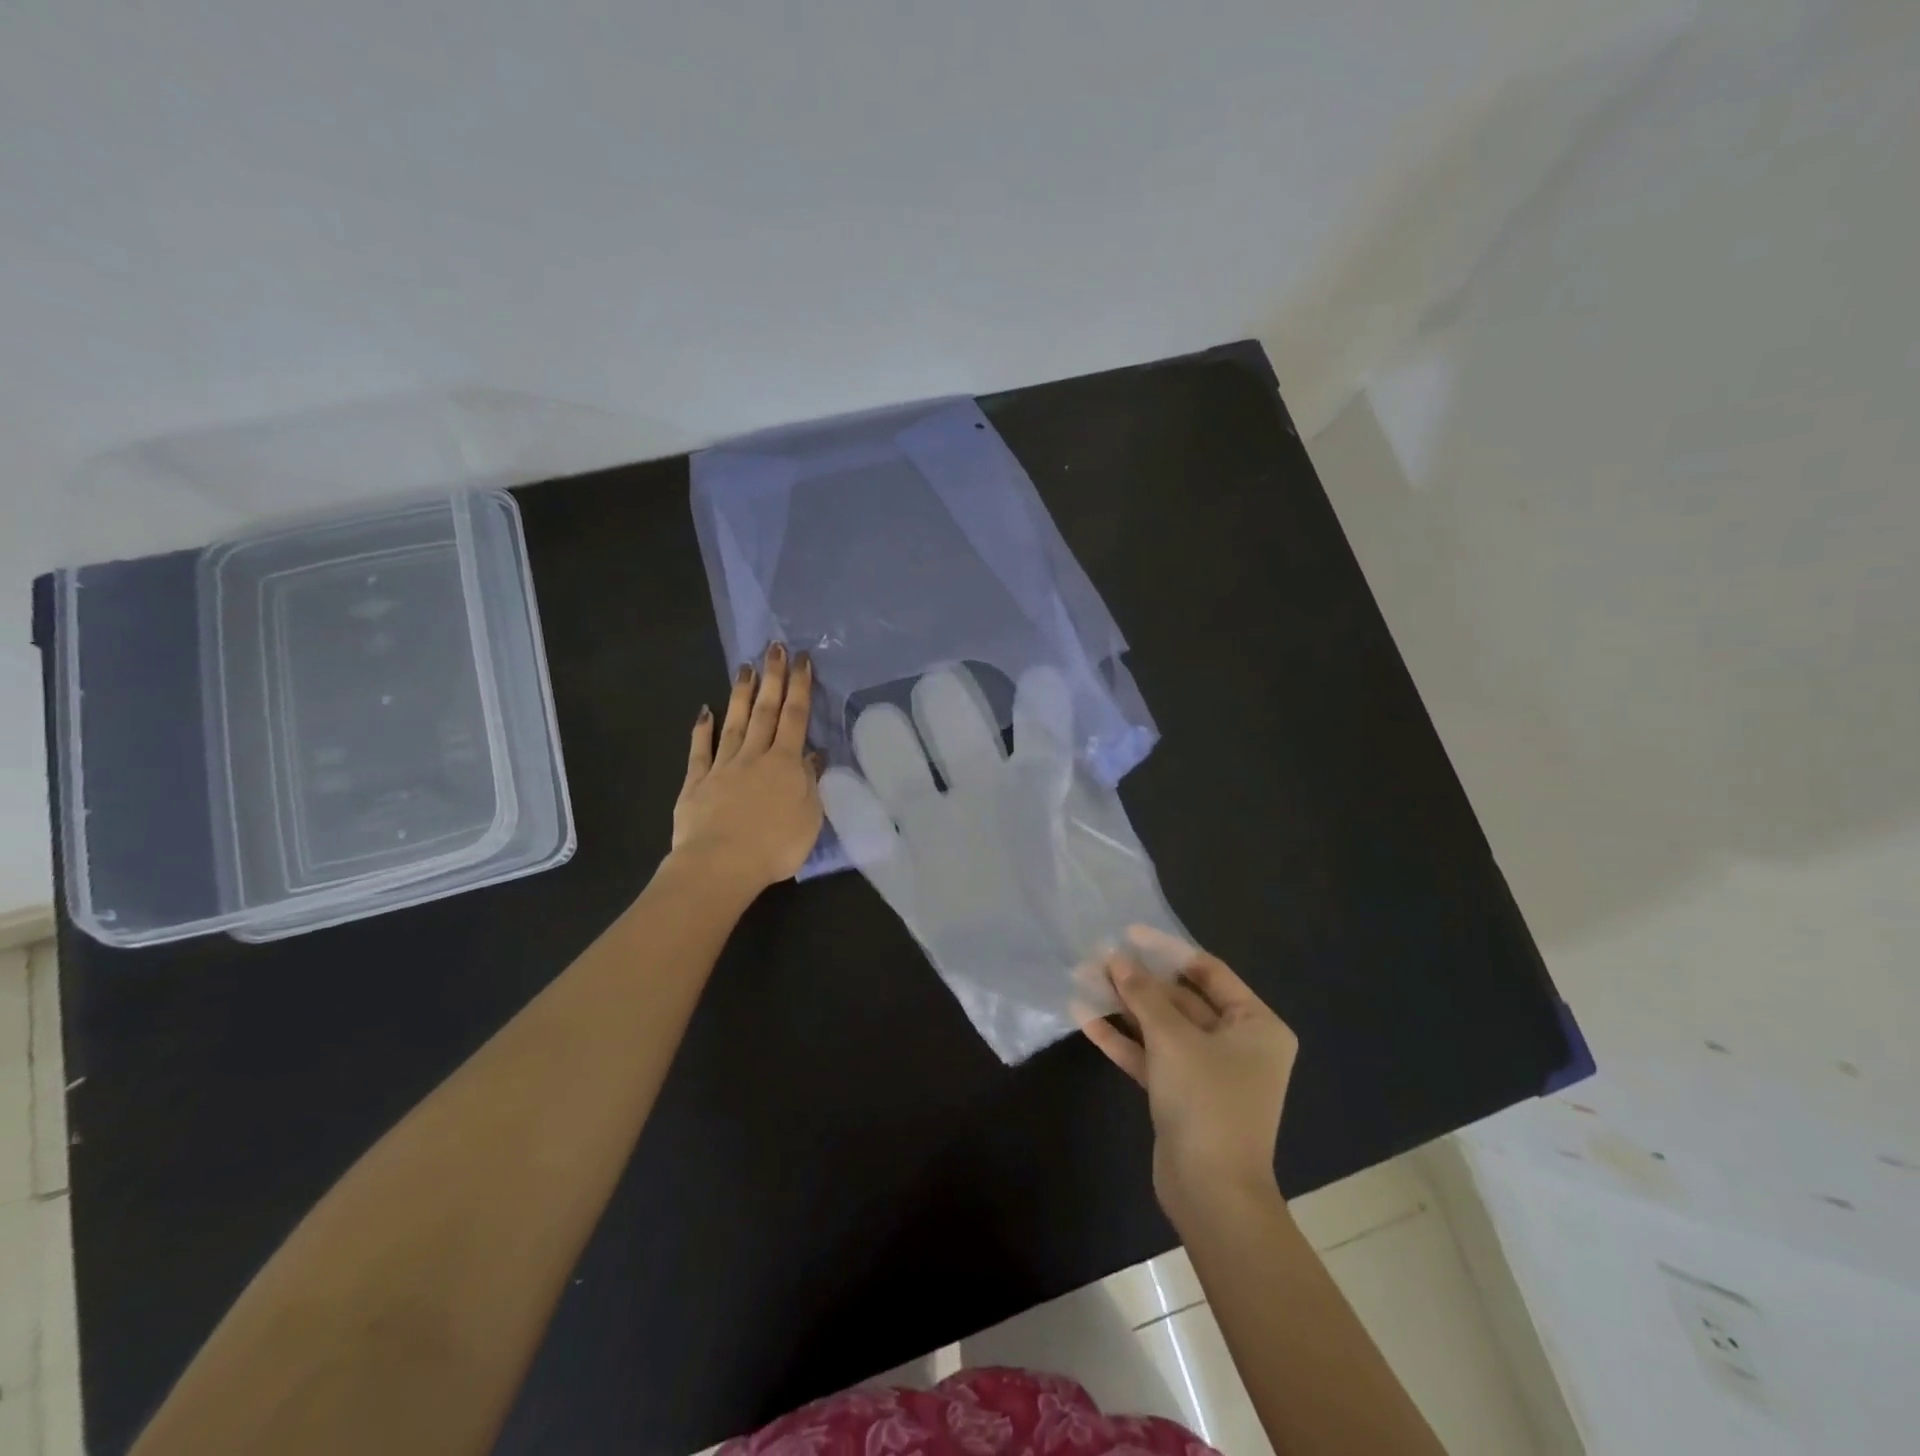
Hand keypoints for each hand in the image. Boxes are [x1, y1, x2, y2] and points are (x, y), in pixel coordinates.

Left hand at [672, 642, 823, 891]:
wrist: (720, 865)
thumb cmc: (775, 846)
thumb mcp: (809, 817)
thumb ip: (810, 782)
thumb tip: (814, 755)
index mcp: (785, 764)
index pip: (795, 718)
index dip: (800, 687)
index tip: (802, 659)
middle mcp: (754, 757)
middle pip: (765, 712)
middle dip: (772, 678)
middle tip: (774, 647)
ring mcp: (722, 767)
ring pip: (734, 724)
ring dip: (742, 695)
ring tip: (745, 668)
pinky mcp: (696, 783)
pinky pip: (700, 751)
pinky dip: (702, 730)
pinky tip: (704, 711)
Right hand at [1080, 927, 1298, 1220]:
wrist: (1211, 1194)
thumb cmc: (1207, 1102)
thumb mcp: (1173, 1039)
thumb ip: (1144, 995)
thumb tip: (1117, 958)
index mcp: (1255, 1024)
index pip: (1207, 971)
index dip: (1166, 950)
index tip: (1128, 933)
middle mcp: (1237, 1043)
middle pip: (1181, 998)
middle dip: (1138, 980)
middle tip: (1097, 958)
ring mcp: (1208, 1070)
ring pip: (1162, 1027)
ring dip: (1125, 1006)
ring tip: (1083, 980)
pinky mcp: (1181, 1094)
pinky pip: (1152, 1056)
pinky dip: (1123, 1039)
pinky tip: (1085, 1018)